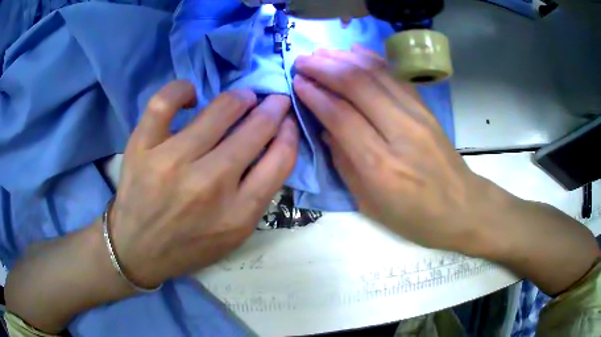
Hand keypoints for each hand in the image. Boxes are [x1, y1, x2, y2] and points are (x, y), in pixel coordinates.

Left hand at [111, 81, 297, 287]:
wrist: (138, 249)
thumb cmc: (189, 244)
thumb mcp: (234, 233)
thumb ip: (258, 193)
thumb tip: (274, 144)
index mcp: (238, 213)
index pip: (280, 160)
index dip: (290, 133)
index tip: (287, 121)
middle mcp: (208, 185)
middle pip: (255, 130)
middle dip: (272, 109)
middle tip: (273, 101)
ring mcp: (171, 162)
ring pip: (218, 110)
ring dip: (240, 98)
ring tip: (242, 98)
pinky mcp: (142, 147)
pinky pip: (165, 102)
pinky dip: (182, 89)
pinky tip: (192, 96)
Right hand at [293, 47, 495, 254]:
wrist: (462, 208)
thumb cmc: (415, 217)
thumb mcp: (370, 204)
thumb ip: (344, 164)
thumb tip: (327, 129)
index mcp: (380, 166)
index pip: (341, 116)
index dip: (315, 94)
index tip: (297, 81)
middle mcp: (400, 133)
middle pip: (357, 86)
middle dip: (325, 68)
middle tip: (303, 60)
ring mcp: (418, 116)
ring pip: (377, 75)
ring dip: (345, 59)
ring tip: (322, 52)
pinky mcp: (427, 109)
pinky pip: (397, 77)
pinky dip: (373, 60)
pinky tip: (356, 51)